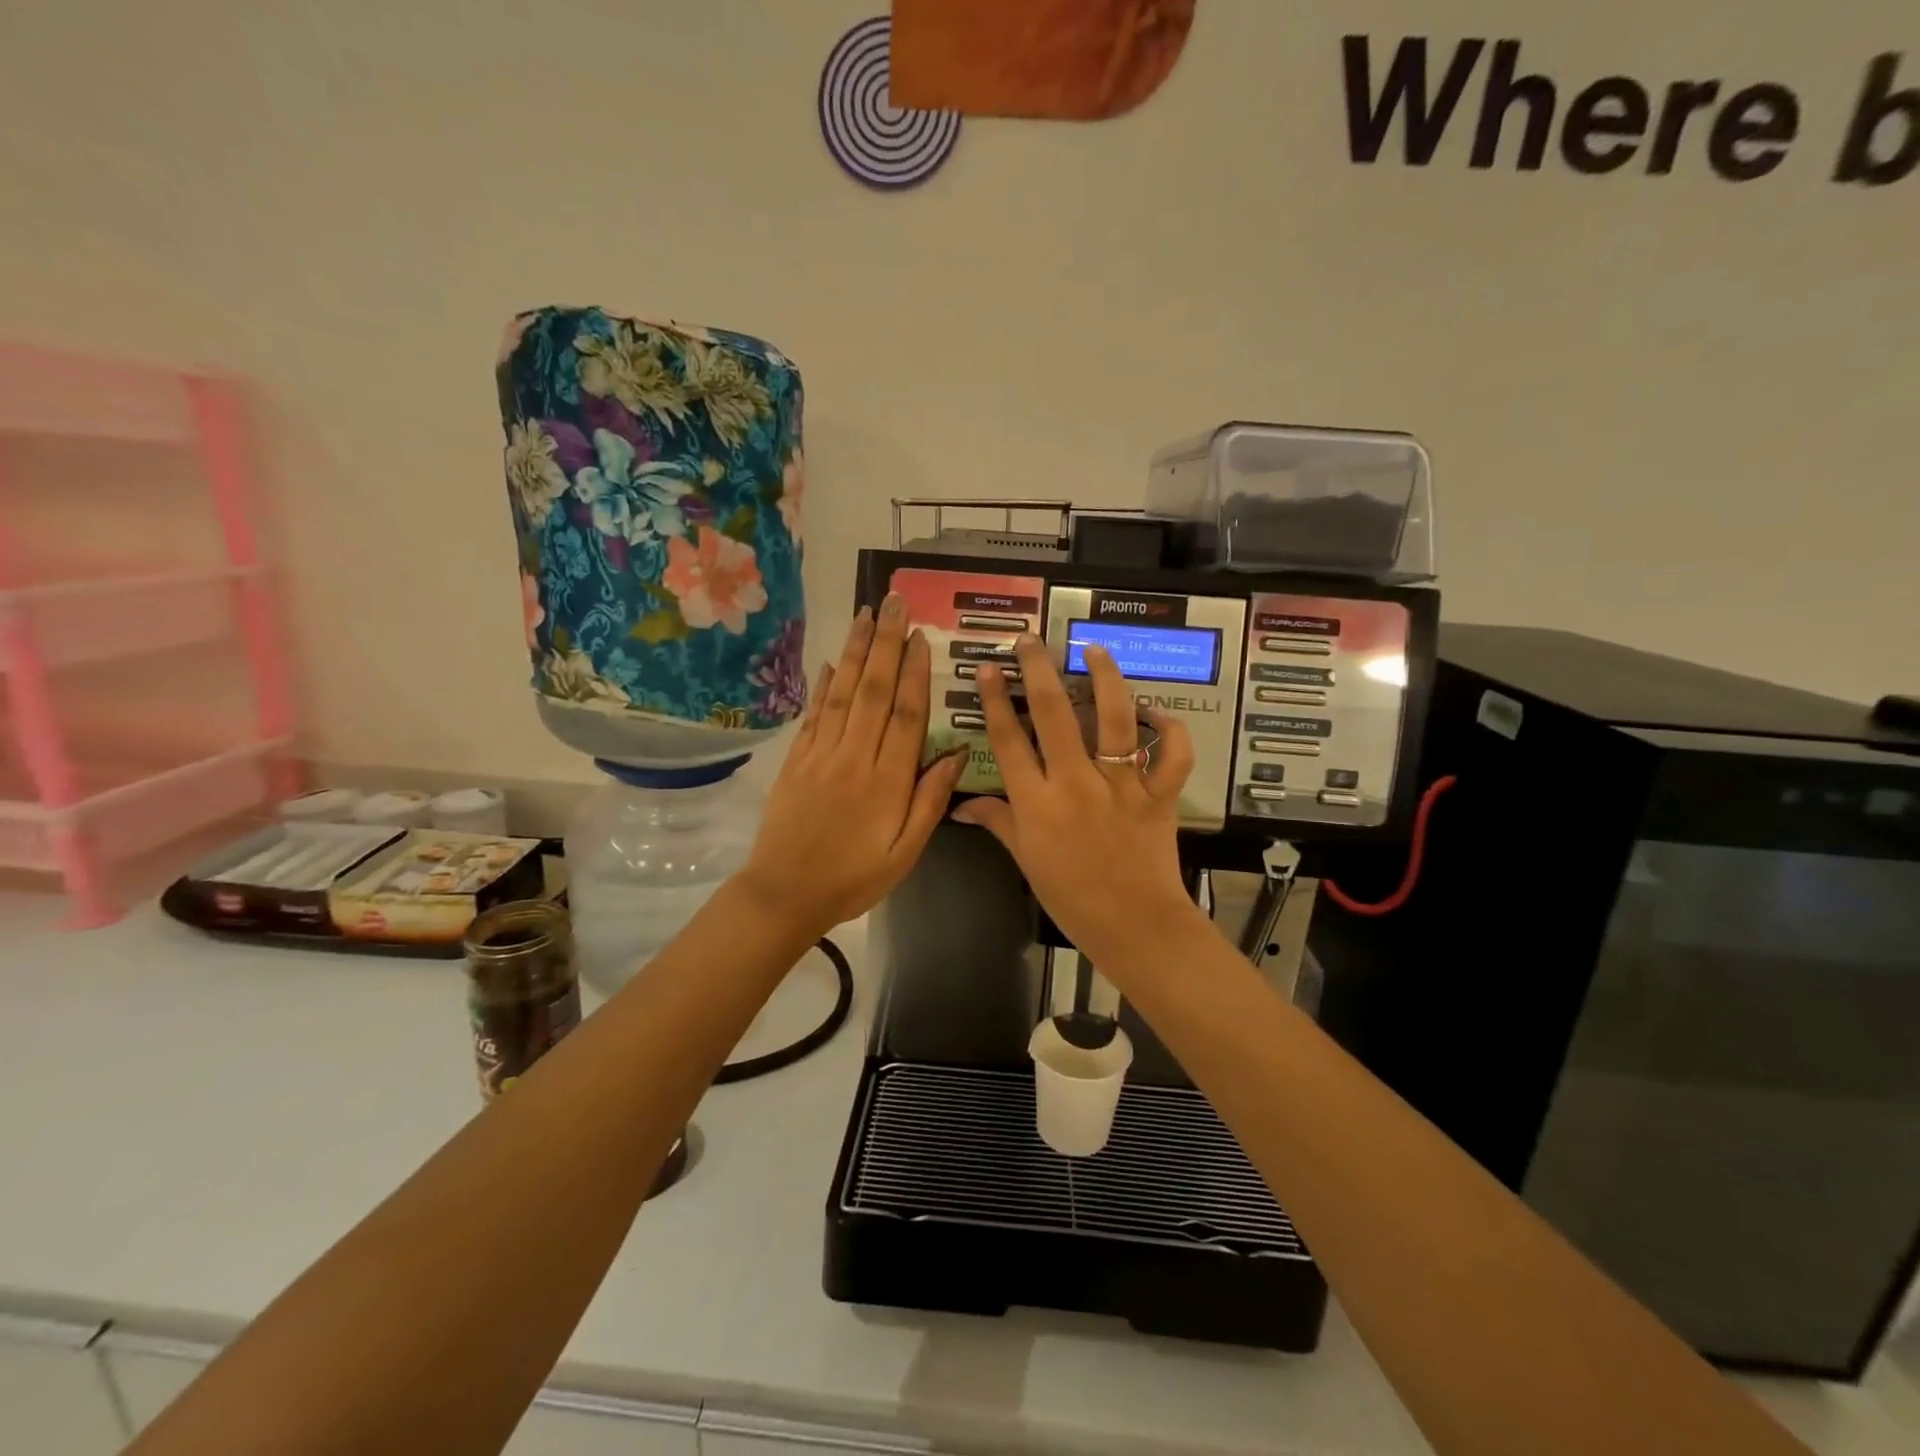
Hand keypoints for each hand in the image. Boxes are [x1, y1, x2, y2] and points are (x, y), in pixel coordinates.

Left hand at [737, 595, 966, 938]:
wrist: (784, 894)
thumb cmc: (854, 879)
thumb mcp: (905, 853)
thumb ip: (930, 802)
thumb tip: (957, 754)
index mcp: (887, 781)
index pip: (906, 715)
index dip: (916, 674)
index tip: (922, 638)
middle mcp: (854, 756)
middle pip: (874, 691)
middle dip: (886, 643)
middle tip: (895, 603)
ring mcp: (821, 754)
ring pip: (843, 693)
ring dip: (857, 652)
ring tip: (867, 615)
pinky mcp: (796, 760)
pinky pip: (814, 714)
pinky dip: (825, 685)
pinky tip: (833, 662)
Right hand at [951, 634, 1202, 972]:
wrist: (1134, 926)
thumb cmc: (1072, 898)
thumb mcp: (1026, 860)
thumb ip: (998, 823)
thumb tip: (962, 806)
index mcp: (1037, 803)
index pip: (1009, 740)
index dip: (996, 700)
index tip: (989, 668)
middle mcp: (1075, 784)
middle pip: (1054, 715)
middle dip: (1039, 670)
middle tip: (1030, 641)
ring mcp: (1120, 786)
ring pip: (1113, 720)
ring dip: (1104, 679)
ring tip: (1094, 650)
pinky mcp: (1158, 794)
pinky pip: (1170, 754)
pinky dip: (1169, 729)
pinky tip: (1155, 712)